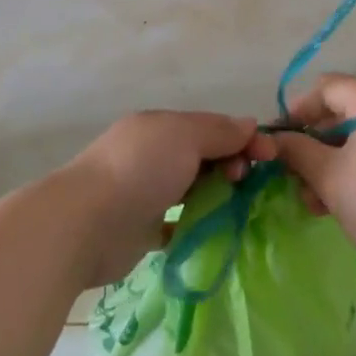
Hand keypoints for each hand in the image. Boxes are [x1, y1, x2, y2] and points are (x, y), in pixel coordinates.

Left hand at [51, 111, 276, 286]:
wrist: (86, 224)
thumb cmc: (140, 170)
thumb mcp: (185, 136)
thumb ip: (219, 131)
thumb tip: (249, 124)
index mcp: (160, 127)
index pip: (211, 126)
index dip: (242, 138)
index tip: (270, 157)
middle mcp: (152, 155)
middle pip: (204, 156)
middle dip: (231, 165)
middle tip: (244, 182)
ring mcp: (146, 192)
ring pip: (193, 188)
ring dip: (217, 195)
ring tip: (237, 209)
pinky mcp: (142, 229)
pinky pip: (179, 223)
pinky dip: (198, 224)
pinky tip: (217, 231)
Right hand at [271, 76, 355, 283]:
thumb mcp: (329, 177)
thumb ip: (297, 150)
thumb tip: (276, 138)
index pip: (329, 88)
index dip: (298, 109)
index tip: (279, 138)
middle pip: (347, 111)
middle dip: (316, 143)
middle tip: (294, 174)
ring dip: (334, 160)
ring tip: (315, 199)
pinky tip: (342, 200)